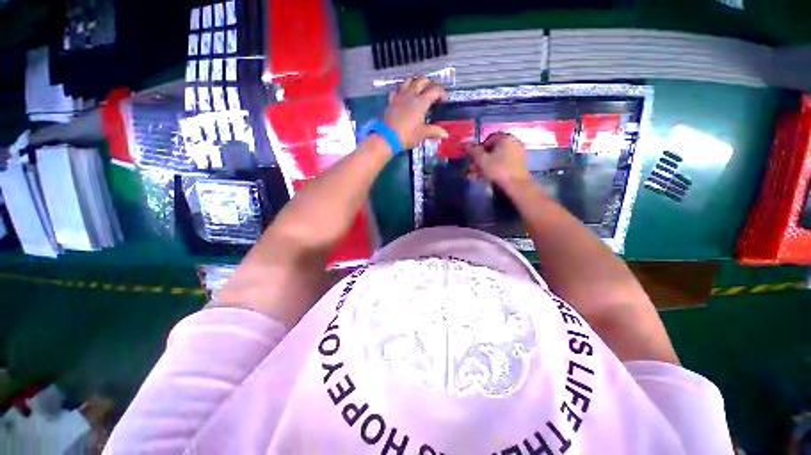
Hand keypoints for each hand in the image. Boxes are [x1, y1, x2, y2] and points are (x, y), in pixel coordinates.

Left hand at [383, 76, 447, 149]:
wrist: (387, 137)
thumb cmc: (407, 135)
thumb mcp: (423, 134)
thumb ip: (435, 132)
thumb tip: (445, 134)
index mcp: (421, 102)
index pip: (435, 90)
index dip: (442, 93)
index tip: (444, 101)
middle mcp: (411, 95)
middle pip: (422, 80)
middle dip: (430, 84)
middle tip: (432, 94)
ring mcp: (400, 96)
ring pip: (409, 81)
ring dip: (415, 83)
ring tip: (419, 91)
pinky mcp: (391, 101)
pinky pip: (397, 90)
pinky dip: (401, 90)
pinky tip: (403, 96)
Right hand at [467, 132, 532, 188]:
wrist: (517, 185)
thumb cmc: (498, 169)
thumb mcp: (481, 160)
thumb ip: (473, 151)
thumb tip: (466, 144)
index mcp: (505, 138)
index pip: (489, 139)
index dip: (478, 148)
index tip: (473, 158)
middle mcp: (513, 143)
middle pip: (492, 150)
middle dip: (480, 159)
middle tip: (472, 168)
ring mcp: (517, 154)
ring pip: (496, 158)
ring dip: (484, 166)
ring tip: (475, 176)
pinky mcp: (518, 165)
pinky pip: (502, 164)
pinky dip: (493, 169)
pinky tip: (484, 178)